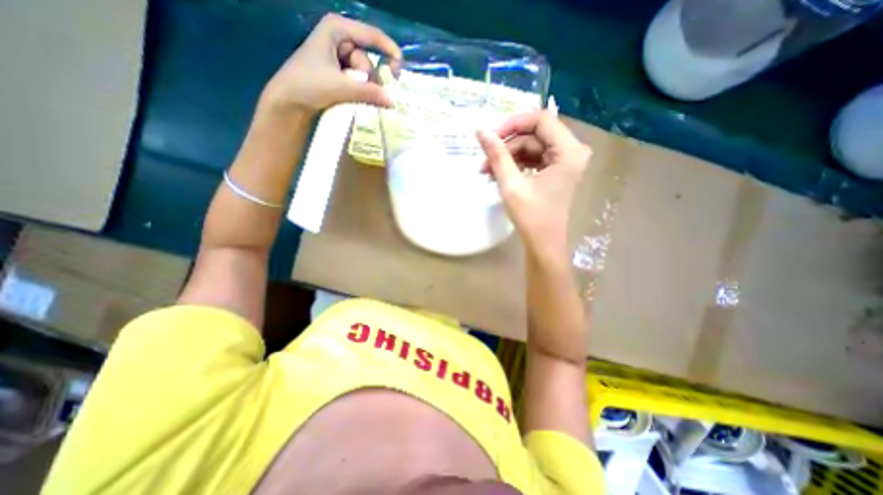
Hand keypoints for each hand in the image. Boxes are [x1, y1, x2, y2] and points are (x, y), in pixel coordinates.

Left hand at [259, 14, 402, 113]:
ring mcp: (339, 56)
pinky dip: (361, 90)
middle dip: (369, 78)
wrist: (288, 102)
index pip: (371, 35)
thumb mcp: (341, 87)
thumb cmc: (308, 85)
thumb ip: (369, 93)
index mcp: (337, 29)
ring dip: (364, 87)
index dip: (389, 50)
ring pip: (365, 73)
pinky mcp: (339, 73)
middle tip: (365, 93)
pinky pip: (359, 81)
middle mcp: (339, 39)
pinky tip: (355, 98)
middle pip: (368, 59)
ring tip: (352, 97)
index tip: (400, 69)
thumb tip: (393, 101)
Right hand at [477, 111, 591, 259]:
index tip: (491, 136)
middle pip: (535, 134)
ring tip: (487, 171)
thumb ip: (497, 155)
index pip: (541, 119)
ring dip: (508, 156)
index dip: (513, 124)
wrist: (543, 242)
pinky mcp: (556, 169)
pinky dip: (515, 164)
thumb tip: (480, 131)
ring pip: (532, 146)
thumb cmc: (531, 217)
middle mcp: (572, 151)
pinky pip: (534, 158)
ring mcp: (565, 160)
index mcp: (569, 151)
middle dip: (507, 145)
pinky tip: (498, 174)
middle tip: (484, 159)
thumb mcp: (511, 184)